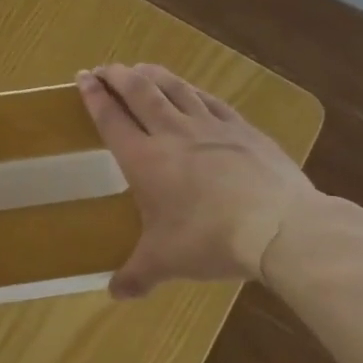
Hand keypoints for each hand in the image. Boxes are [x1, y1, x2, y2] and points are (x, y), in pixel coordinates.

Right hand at [77, 63, 315, 296]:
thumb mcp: (167, 261)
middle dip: (118, 76)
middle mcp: (171, 133)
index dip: (94, 96)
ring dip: (152, 75)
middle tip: (106, 68)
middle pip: (139, 92)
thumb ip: (137, 274)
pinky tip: (190, 90)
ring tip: (140, 68)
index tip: (83, 77)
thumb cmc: (210, 240)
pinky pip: (210, 100)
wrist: (279, 226)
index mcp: (144, 159)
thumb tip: (114, 294)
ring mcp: (210, 127)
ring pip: (174, 89)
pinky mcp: (242, 129)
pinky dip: (192, 90)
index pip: (111, 118)